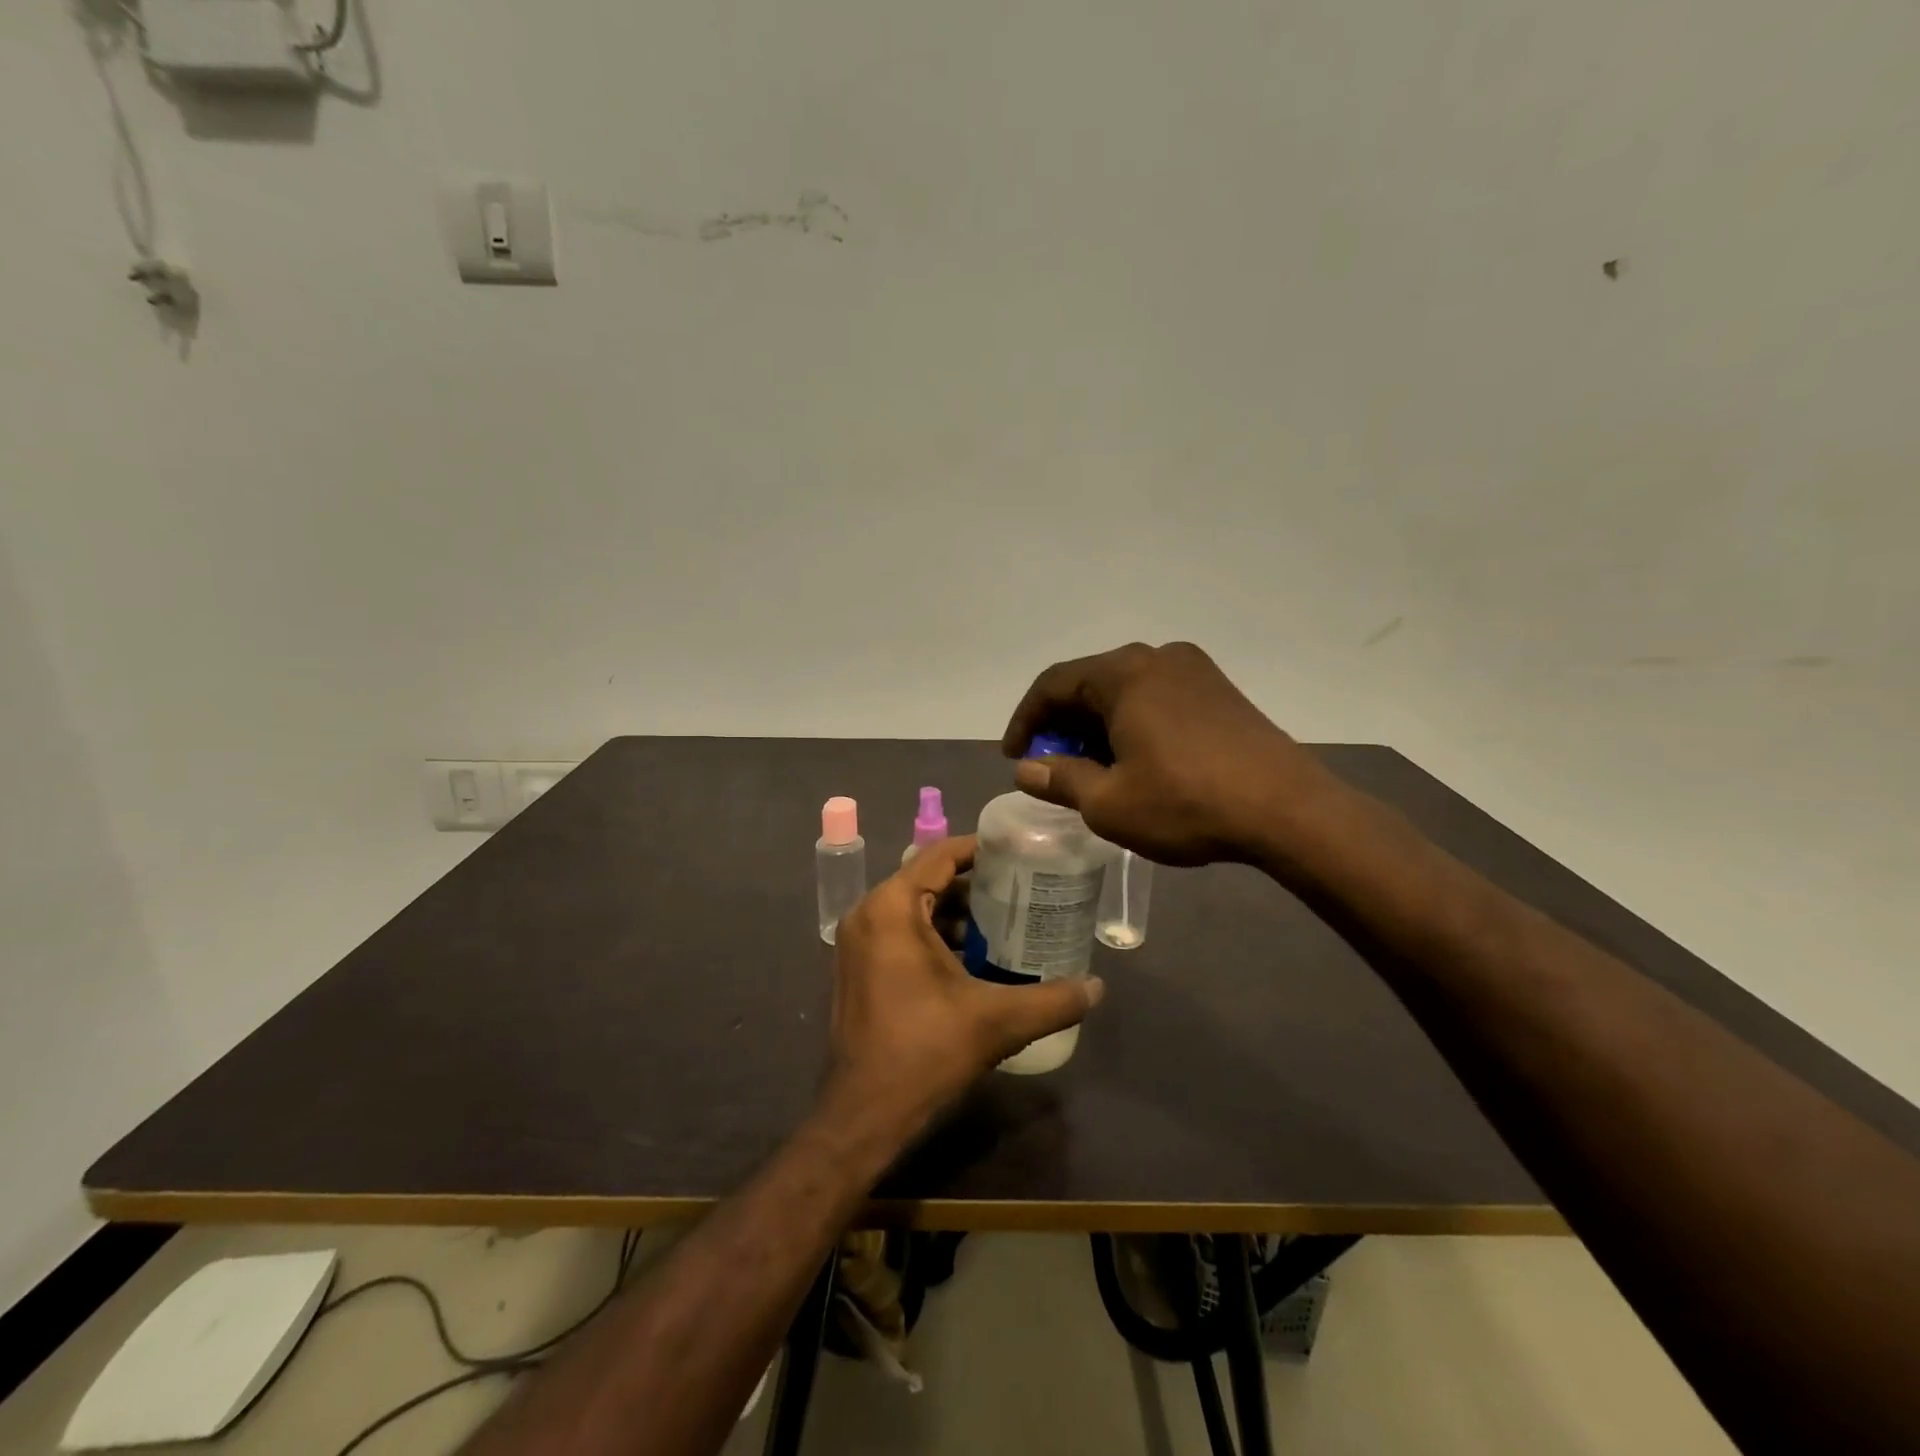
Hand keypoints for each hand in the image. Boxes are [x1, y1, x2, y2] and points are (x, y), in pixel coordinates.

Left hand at [823, 836, 1102, 1132]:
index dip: (981, 850)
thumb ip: (1053, 1000)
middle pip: (927, 879)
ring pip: (914, 908)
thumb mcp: (997, 1020)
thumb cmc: (926, 1051)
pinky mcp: (857, 968)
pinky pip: (900, 932)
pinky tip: (973, 959)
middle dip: (974, 885)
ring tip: (1005, 924)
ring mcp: (857, 942)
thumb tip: (1097, 986)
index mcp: (892, 908)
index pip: (940, 855)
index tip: (1019, 853)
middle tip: (1021, 891)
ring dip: (956, 914)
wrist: (865, 1113)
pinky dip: (934, 936)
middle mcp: (868, 914)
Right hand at [1001, 641, 1333, 865]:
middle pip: (1090, 683)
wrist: (1287, 810)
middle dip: (1062, 725)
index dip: (1025, 720)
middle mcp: (1157, 658)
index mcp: (1124, 673)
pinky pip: (1157, 698)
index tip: (1014, 756)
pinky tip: (1135, 760)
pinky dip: (1132, 723)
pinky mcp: (1220, 691)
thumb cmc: (1186, 803)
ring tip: (1091, 768)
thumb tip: (1027, 769)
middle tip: (1051, 766)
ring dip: (1098, 726)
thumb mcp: (1109, 802)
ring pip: (1125, 691)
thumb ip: (1060, 779)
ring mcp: (1195, 671)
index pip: (1053, 684)